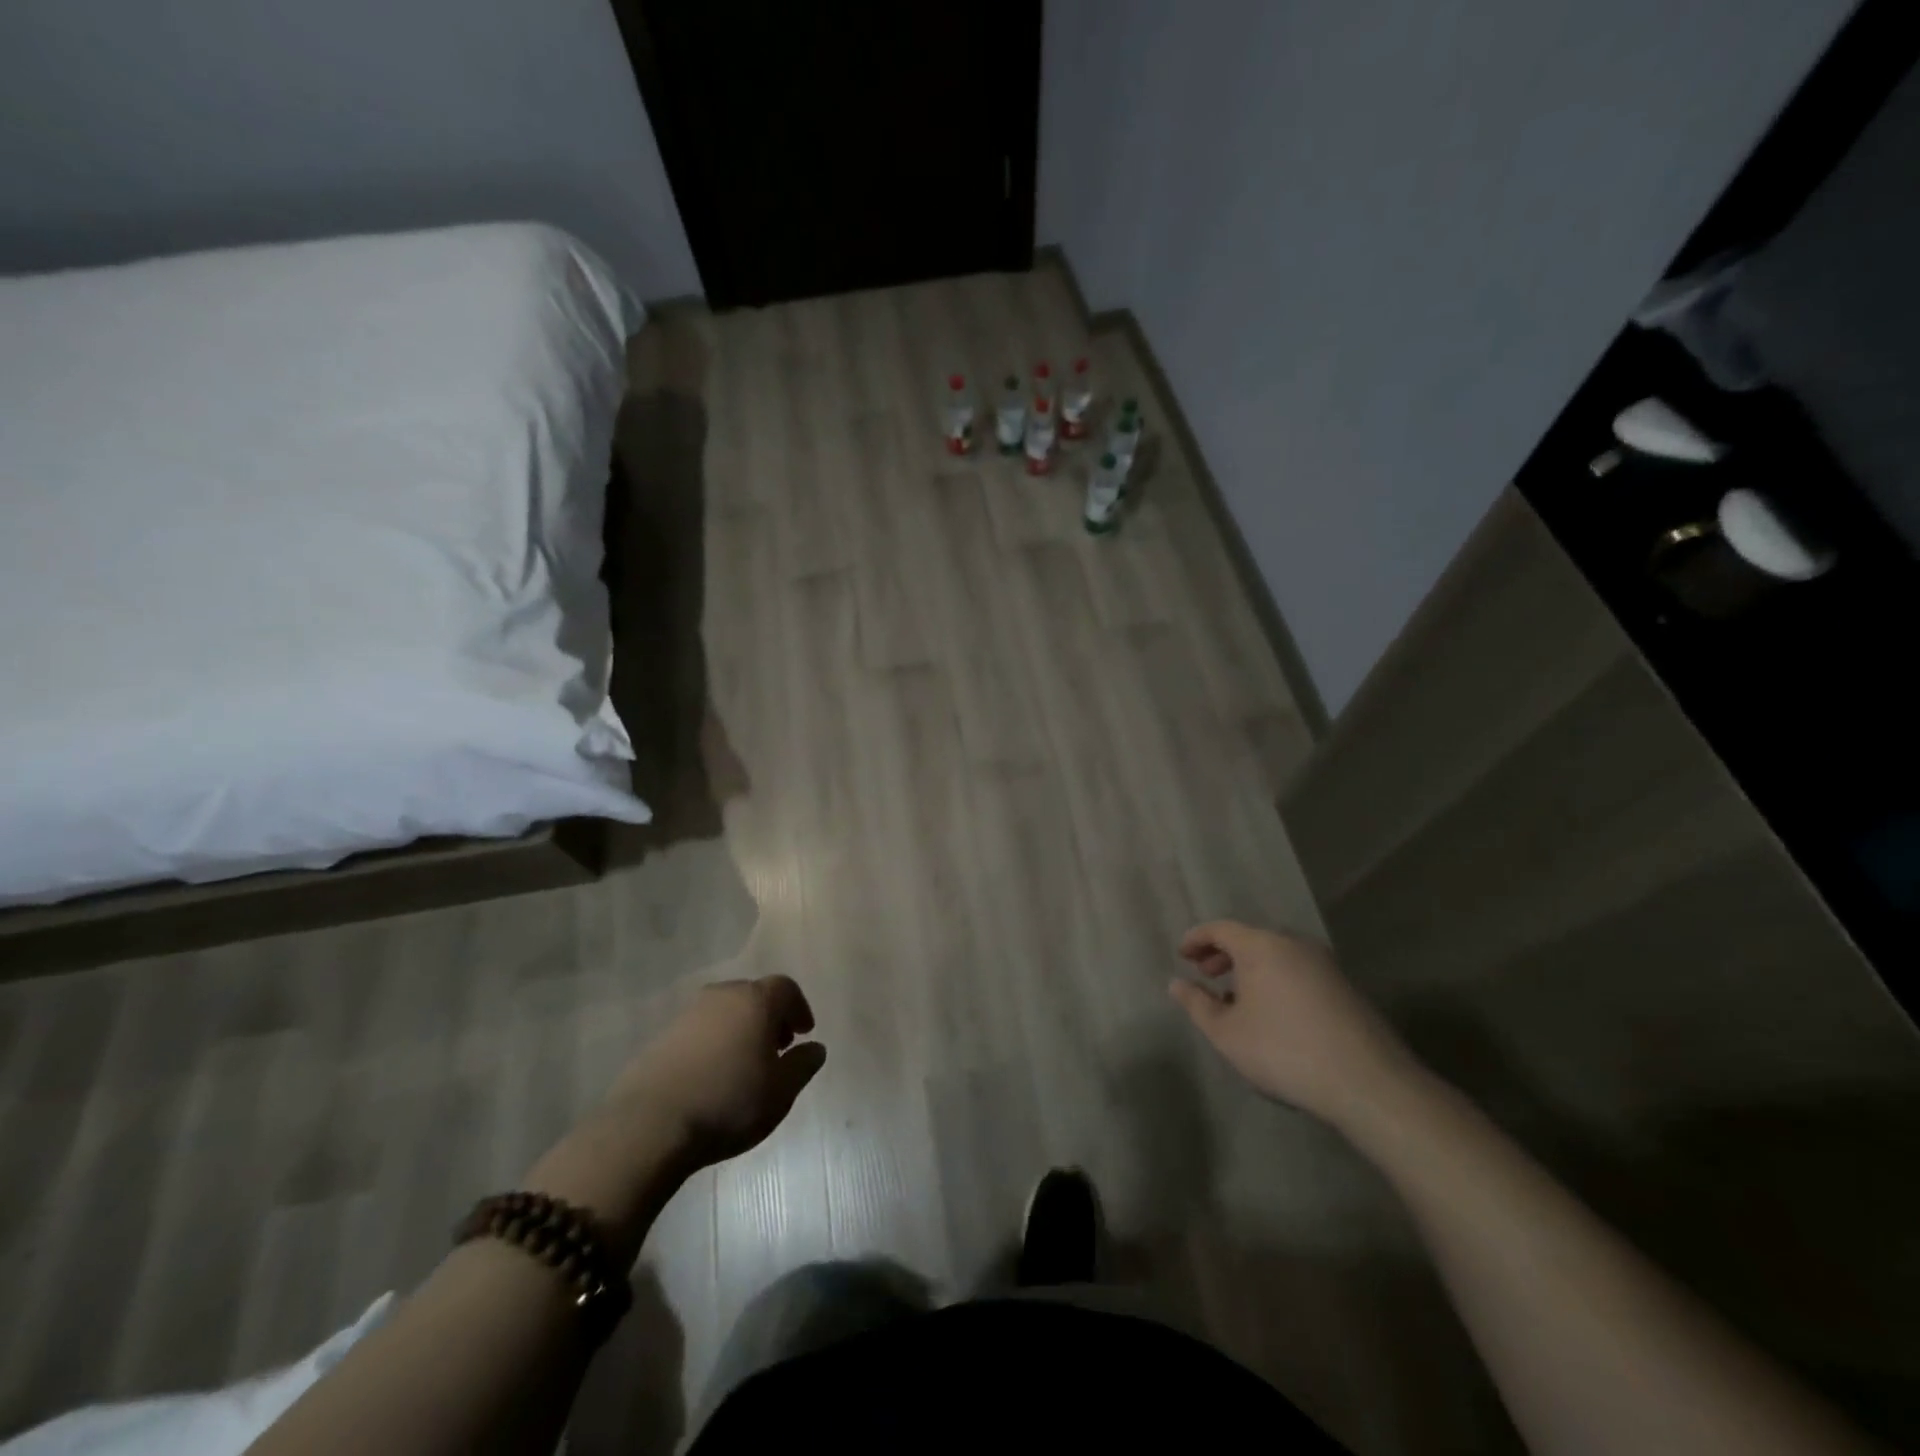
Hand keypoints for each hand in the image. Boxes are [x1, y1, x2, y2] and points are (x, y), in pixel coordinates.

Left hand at [524, 977, 824, 1259]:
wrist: (650, 1125)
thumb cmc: (729, 1102)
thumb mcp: (780, 1091)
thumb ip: (803, 1065)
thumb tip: (815, 1048)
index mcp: (755, 1001)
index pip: (785, 988)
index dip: (798, 1008)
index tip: (804, 1034)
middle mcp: (722, 996)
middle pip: (754, 995)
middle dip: (770, 1018)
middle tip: (777, 1048)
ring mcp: (688, 1014)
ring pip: (725, 1012)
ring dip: (740, 1030)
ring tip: (745, 1065)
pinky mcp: (662, 1037)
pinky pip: (700, 1030)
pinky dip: (714, 1043)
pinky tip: (712, 1076)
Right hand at [1170, 921, 1413, 1127]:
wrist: (1368, 1082)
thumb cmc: (1284, 1051)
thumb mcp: (1227, 1033)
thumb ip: (1197, 1004)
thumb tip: (1177, 983)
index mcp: (1262, 946)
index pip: (1220, 929)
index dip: (1196, 939)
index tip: (1182, 956)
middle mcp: (1294, 944)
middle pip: (1250, 939)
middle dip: (1223, 954)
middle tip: (1206, 975)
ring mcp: (1325, 964)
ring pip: (1276, 955)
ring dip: (1250, 970)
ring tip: (1236, 999)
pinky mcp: (1345, 987)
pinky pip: (1298, 971)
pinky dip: (1276, 980)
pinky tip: (1273, 1014)